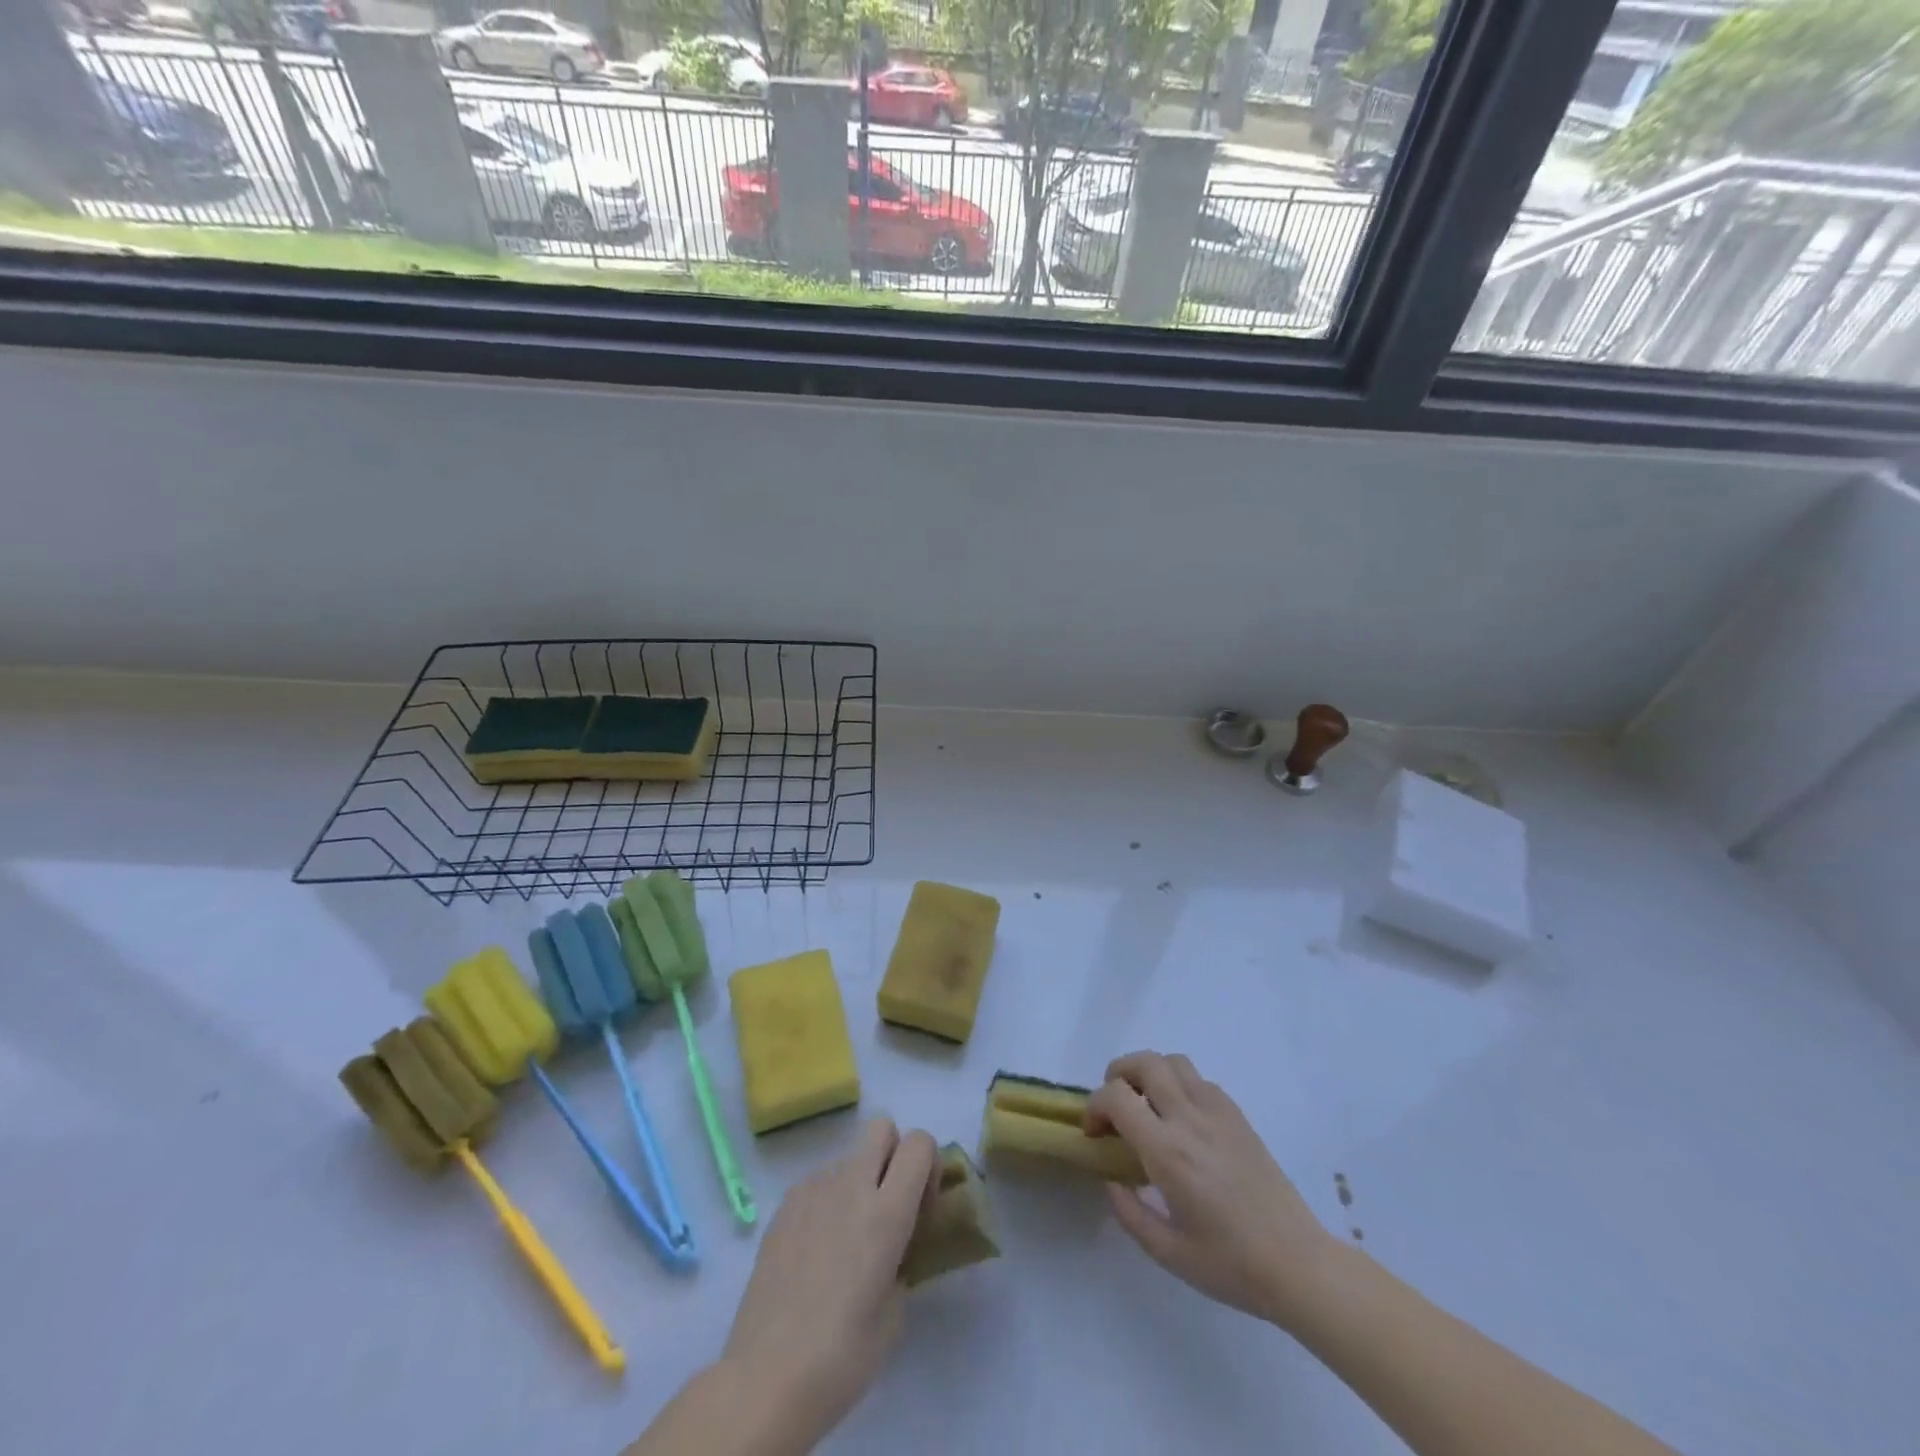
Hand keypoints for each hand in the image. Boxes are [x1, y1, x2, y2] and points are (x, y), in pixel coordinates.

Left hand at [720, 1118, 938, 1446]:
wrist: (766, 1377)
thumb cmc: (842, 1356)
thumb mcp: (895, 1313)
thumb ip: (902, 1261)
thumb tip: (892, 1250)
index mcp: (887, 1212)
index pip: (919, 1142)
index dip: (927, 1166)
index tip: (920, 1208)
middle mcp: (851, 1186)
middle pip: (881, 1127)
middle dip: (892, 1154)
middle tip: (887, 1204)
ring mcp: (813, 1190)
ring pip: (848, 1158)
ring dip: (858, 1182)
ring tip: (844, 1239)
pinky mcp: (784, 1205)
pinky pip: (818, 1182)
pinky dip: (827, 1201)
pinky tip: (815, 1250)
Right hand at [1086, 1051, 1337, 1330]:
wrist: (1299, 1265)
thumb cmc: (1232, 1266)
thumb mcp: (1169, 1254)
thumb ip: (1130, 1214)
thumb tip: (1111, 1182)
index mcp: (1168, 1152)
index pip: (1117, 1097)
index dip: (1095, 1106)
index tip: (1094, 1133)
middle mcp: (1190, 1120)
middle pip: (1144, 1062)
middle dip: (1118, 1074)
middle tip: (1115, 1107)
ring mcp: (1218, 1112)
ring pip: (1173, 1061)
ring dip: (1150, 1073)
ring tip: (1146, 1105)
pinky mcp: (1238, 1116)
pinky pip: (1199, 1079)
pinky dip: (1179, 1084)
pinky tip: (1182, 1119)